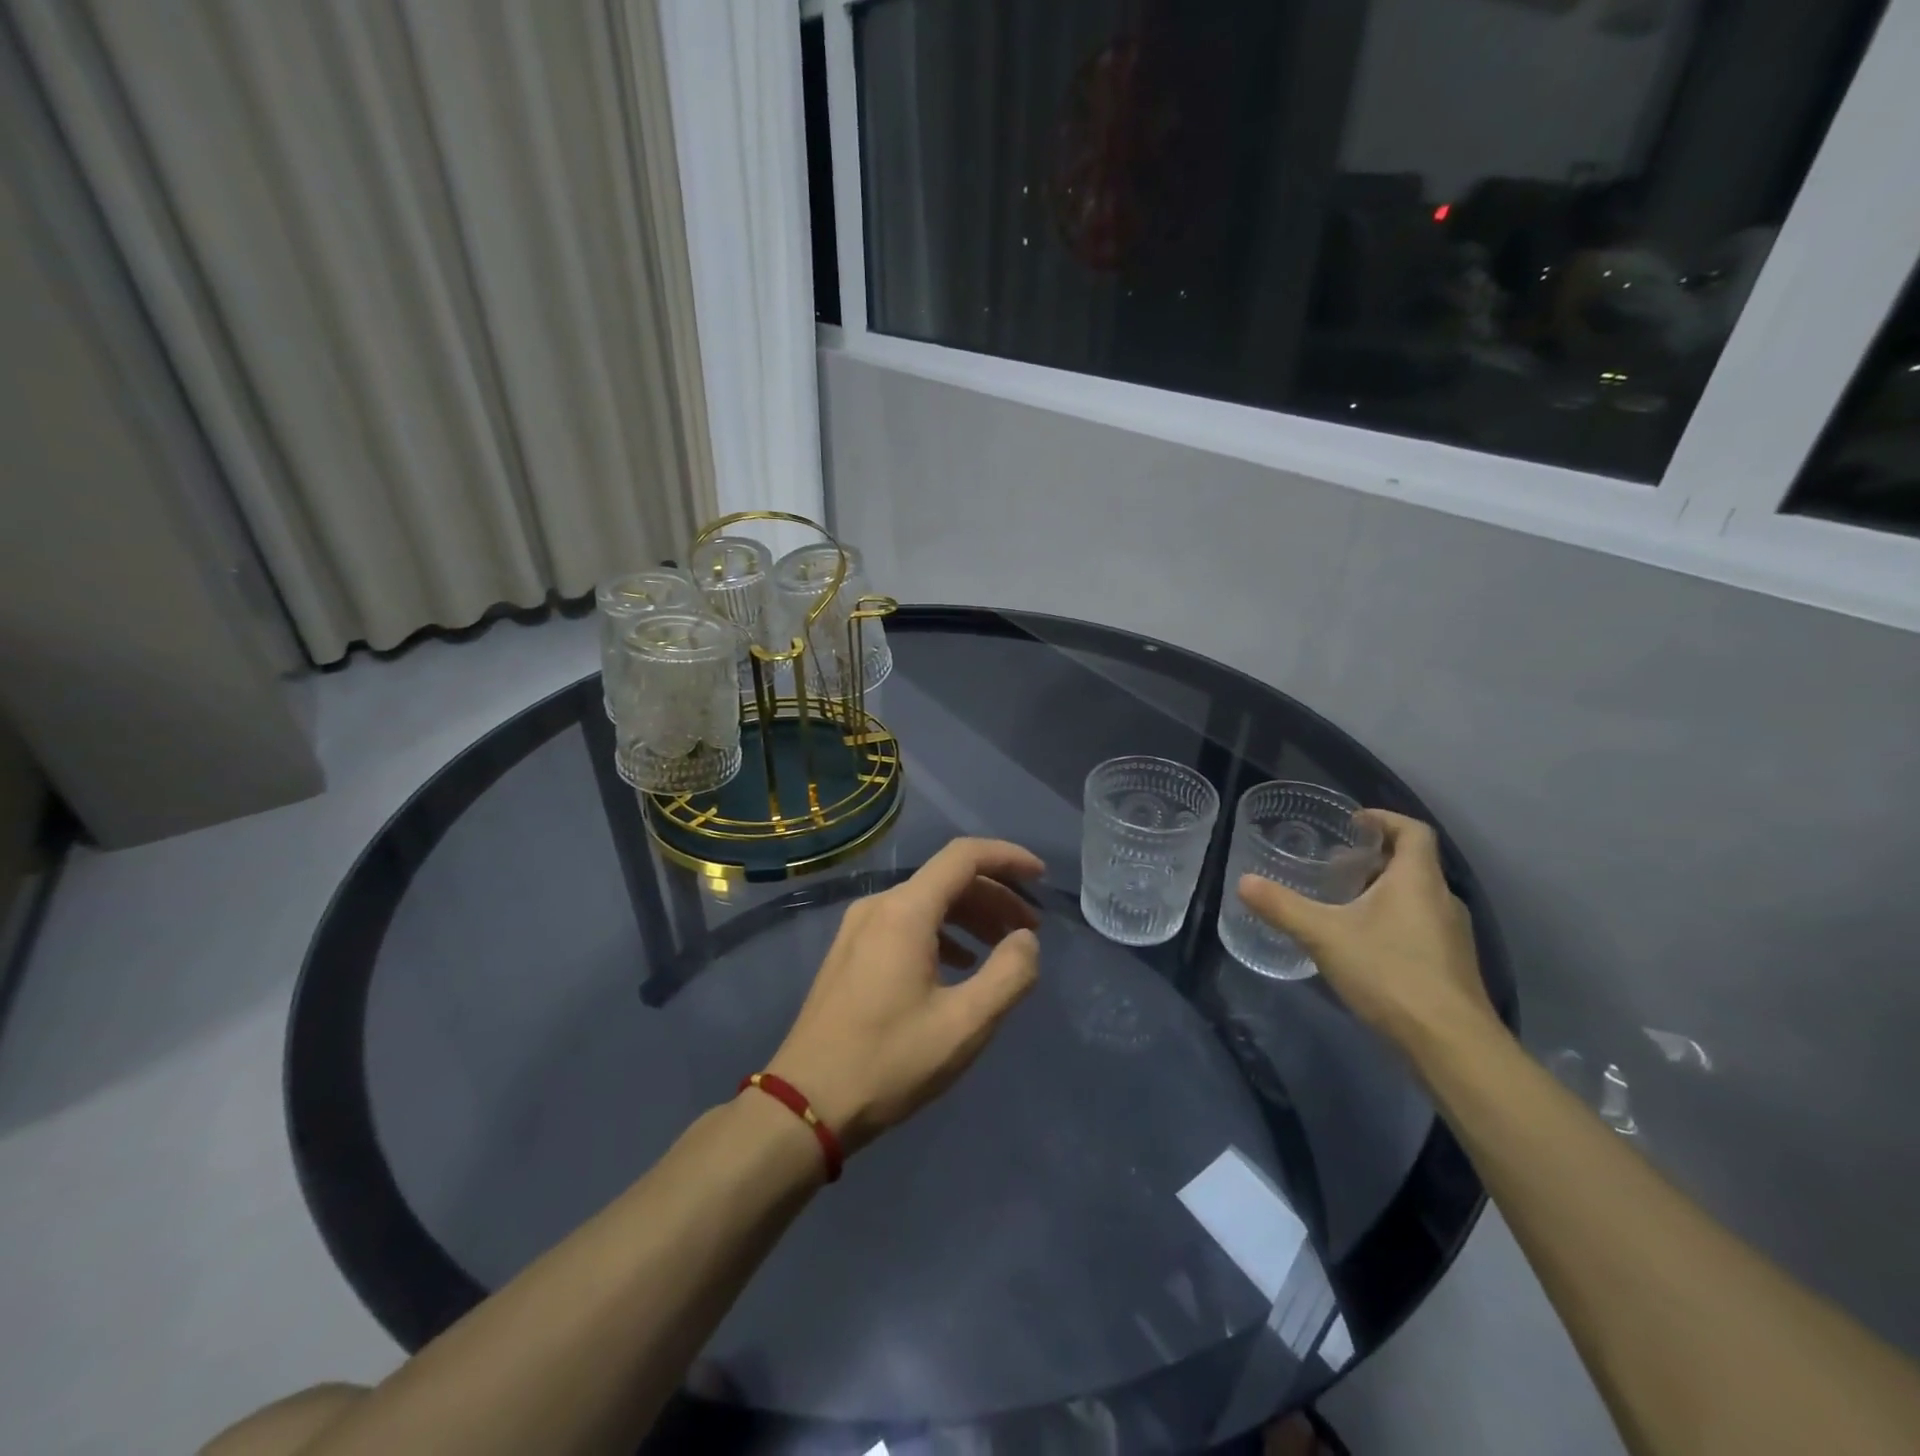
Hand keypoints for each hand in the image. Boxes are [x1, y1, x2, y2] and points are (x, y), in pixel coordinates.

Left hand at [767, 838, 1044, 1154]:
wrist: (806, 1103)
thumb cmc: (889, 1061)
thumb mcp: (964, 1024)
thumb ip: (1008, 975)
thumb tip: (1026, 940)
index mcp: (905, 911)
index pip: (964, 856)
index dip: (1008, 858)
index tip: (1041, 878)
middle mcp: (879, 906)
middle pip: (947, 879)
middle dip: (995, 896)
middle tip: (1030, 929)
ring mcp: (858, 928)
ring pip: (926, 902)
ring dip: (970, 916)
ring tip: (1002, 948)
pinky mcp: (850, 952)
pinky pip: (906, 923)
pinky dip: (942, 933)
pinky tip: (959, 965)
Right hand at [1236, 810, 1498, 1055]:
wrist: (1451, 1043)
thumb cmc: (1389, 972)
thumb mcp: (1324, 935)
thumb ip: (1282, 906)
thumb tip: (1243, 882)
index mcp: (1417, 880)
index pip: (1413, 830)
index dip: (1384, 819)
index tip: (1353, 823)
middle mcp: (1442, 899)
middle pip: (1413, 864)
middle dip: (1374, 859)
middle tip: (1335, 866)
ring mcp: (1453, 935)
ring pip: (1416, 897)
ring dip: (1383, 892)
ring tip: (1343, 905)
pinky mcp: (1452, 965)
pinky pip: (1421, 926)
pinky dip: (1393, 921)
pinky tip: (1364, 945)